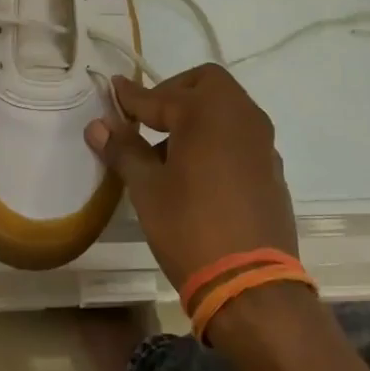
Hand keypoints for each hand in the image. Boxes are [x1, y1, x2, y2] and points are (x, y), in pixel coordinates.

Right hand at [85, 64, 299, 290]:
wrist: (251, 286)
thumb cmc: (190, 226)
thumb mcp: (147, 187)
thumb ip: (124, 149)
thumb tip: (98, 126)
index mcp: (208, 111)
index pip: (160, 95)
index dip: (131, 97)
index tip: (112, 91)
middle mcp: (242, 116)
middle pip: (206, 84)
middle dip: (174, 93)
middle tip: (148, 119)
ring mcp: (263, 143)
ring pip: (226, 110)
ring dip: (196, 116)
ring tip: (166, 149)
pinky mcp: (272, 170)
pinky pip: (239, 137)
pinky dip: (216, 139)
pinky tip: (196, 172)